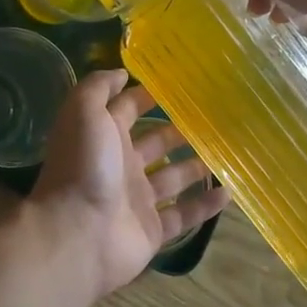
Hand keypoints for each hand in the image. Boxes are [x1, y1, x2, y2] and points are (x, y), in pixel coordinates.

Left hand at [27, 70, 228, 299]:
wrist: (77, 233)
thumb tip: (122, 73)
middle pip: (153, 143)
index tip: (178, 84)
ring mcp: (136, 199)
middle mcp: (119, 165)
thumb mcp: (83, 112)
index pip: (126, 110)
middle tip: (214, 117)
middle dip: (177, 130)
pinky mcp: (152, 229)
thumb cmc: (83, 166)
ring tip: (228, 151)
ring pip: (172, 178)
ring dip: (195, 166)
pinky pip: (184, 215)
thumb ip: (98, 87)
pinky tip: (229, 192)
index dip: (145, 96)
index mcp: (102, 136)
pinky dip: (205, 205)